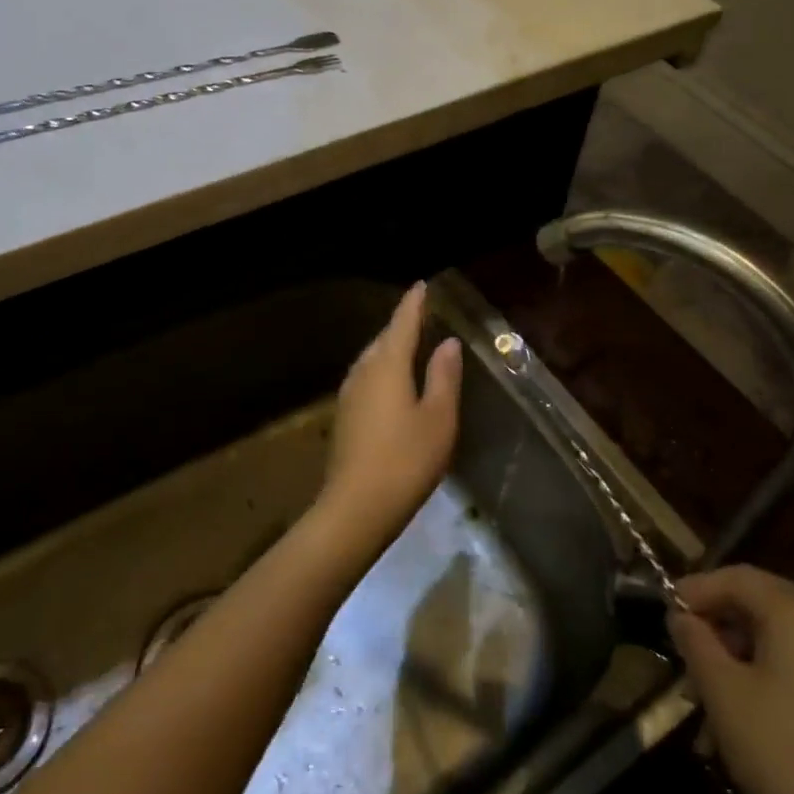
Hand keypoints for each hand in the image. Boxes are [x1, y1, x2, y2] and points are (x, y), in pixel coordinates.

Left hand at [315, 282, 461, 555]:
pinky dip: (383, 371)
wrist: (356, 508)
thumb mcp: (438, 418)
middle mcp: (363, 371)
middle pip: (384, 339)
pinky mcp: (345, 417)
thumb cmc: (406, 459)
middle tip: (422, 315)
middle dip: (402, 325)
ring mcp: (349, 395)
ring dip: (391, 348)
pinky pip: (367, 378)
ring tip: (411, 345)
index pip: (402, 323)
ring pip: (372, 359)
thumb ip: (443, 376)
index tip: (422, 285)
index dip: (414, 303)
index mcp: (387, 365)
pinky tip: (394, 384)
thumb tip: (448, 343)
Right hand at [670, 566, 793, 793]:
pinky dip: (768, 660)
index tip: (666, 606)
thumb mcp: (720, 689)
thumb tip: (681, 616)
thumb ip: (695, 640)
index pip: (739, 577)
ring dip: (741, 639)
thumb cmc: (777, 748)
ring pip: (783, 629)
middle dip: (720, 612)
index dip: (698, 587)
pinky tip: (744, 692)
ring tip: (708, 670)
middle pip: (764, 598)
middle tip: (685, 633)